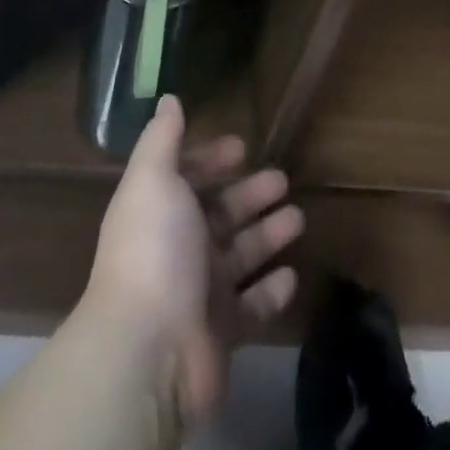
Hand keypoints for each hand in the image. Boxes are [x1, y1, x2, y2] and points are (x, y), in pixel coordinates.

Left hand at [79, 96, 303, 424]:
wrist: (151, 350)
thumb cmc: (154, 250)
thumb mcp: (153, 179)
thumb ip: (163, 138)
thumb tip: (169, 98)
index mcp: (158, 209)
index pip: (186, 176)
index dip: (211, 159)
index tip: (242, 146)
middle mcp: (177, 247)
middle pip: (219, 213)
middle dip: (249, 194)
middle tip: (283, 180)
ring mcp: (200, 292)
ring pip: (240, 255)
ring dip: (267, 235)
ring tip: (298, 218)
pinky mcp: (222, 333)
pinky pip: (252, 306)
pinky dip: (271, 290)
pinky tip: (292, 275)